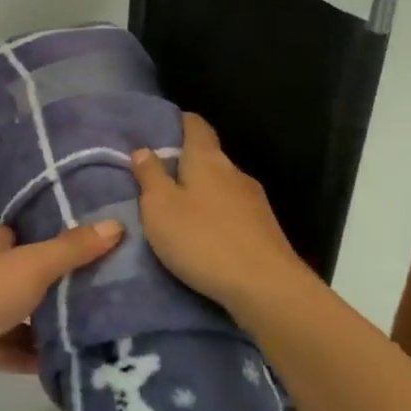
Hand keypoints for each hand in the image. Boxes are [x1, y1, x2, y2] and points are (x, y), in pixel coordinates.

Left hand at [0, 220, 123, 399]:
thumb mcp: (33, 265)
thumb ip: (73, 248)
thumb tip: (116, 224)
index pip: (27, 235)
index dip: (58, 242)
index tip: (96, 251)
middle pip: (25, 275)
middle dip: (57, 287)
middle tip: (103, 294)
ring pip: (18, 314)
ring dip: (46, 325)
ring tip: (94, 331)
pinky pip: (9, 347)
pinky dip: (31, 355)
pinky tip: (66, 363)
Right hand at [130, 113, 317, 314]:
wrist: (267, 289)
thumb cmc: (203, 240)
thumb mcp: (160, 207)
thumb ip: (150, 176)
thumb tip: (144, 149)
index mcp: (208, 160)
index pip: (196, 126)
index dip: (181, 121)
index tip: (163, 126)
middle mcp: (235, 173)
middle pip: (210, 157)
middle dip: (186, 163)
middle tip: (159, 177)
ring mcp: (255, 202)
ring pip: (222, 187)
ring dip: (202, 193)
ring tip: (178, 210)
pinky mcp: (265, 231)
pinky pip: (233, 213)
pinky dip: (216, 216)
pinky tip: (205, 236)